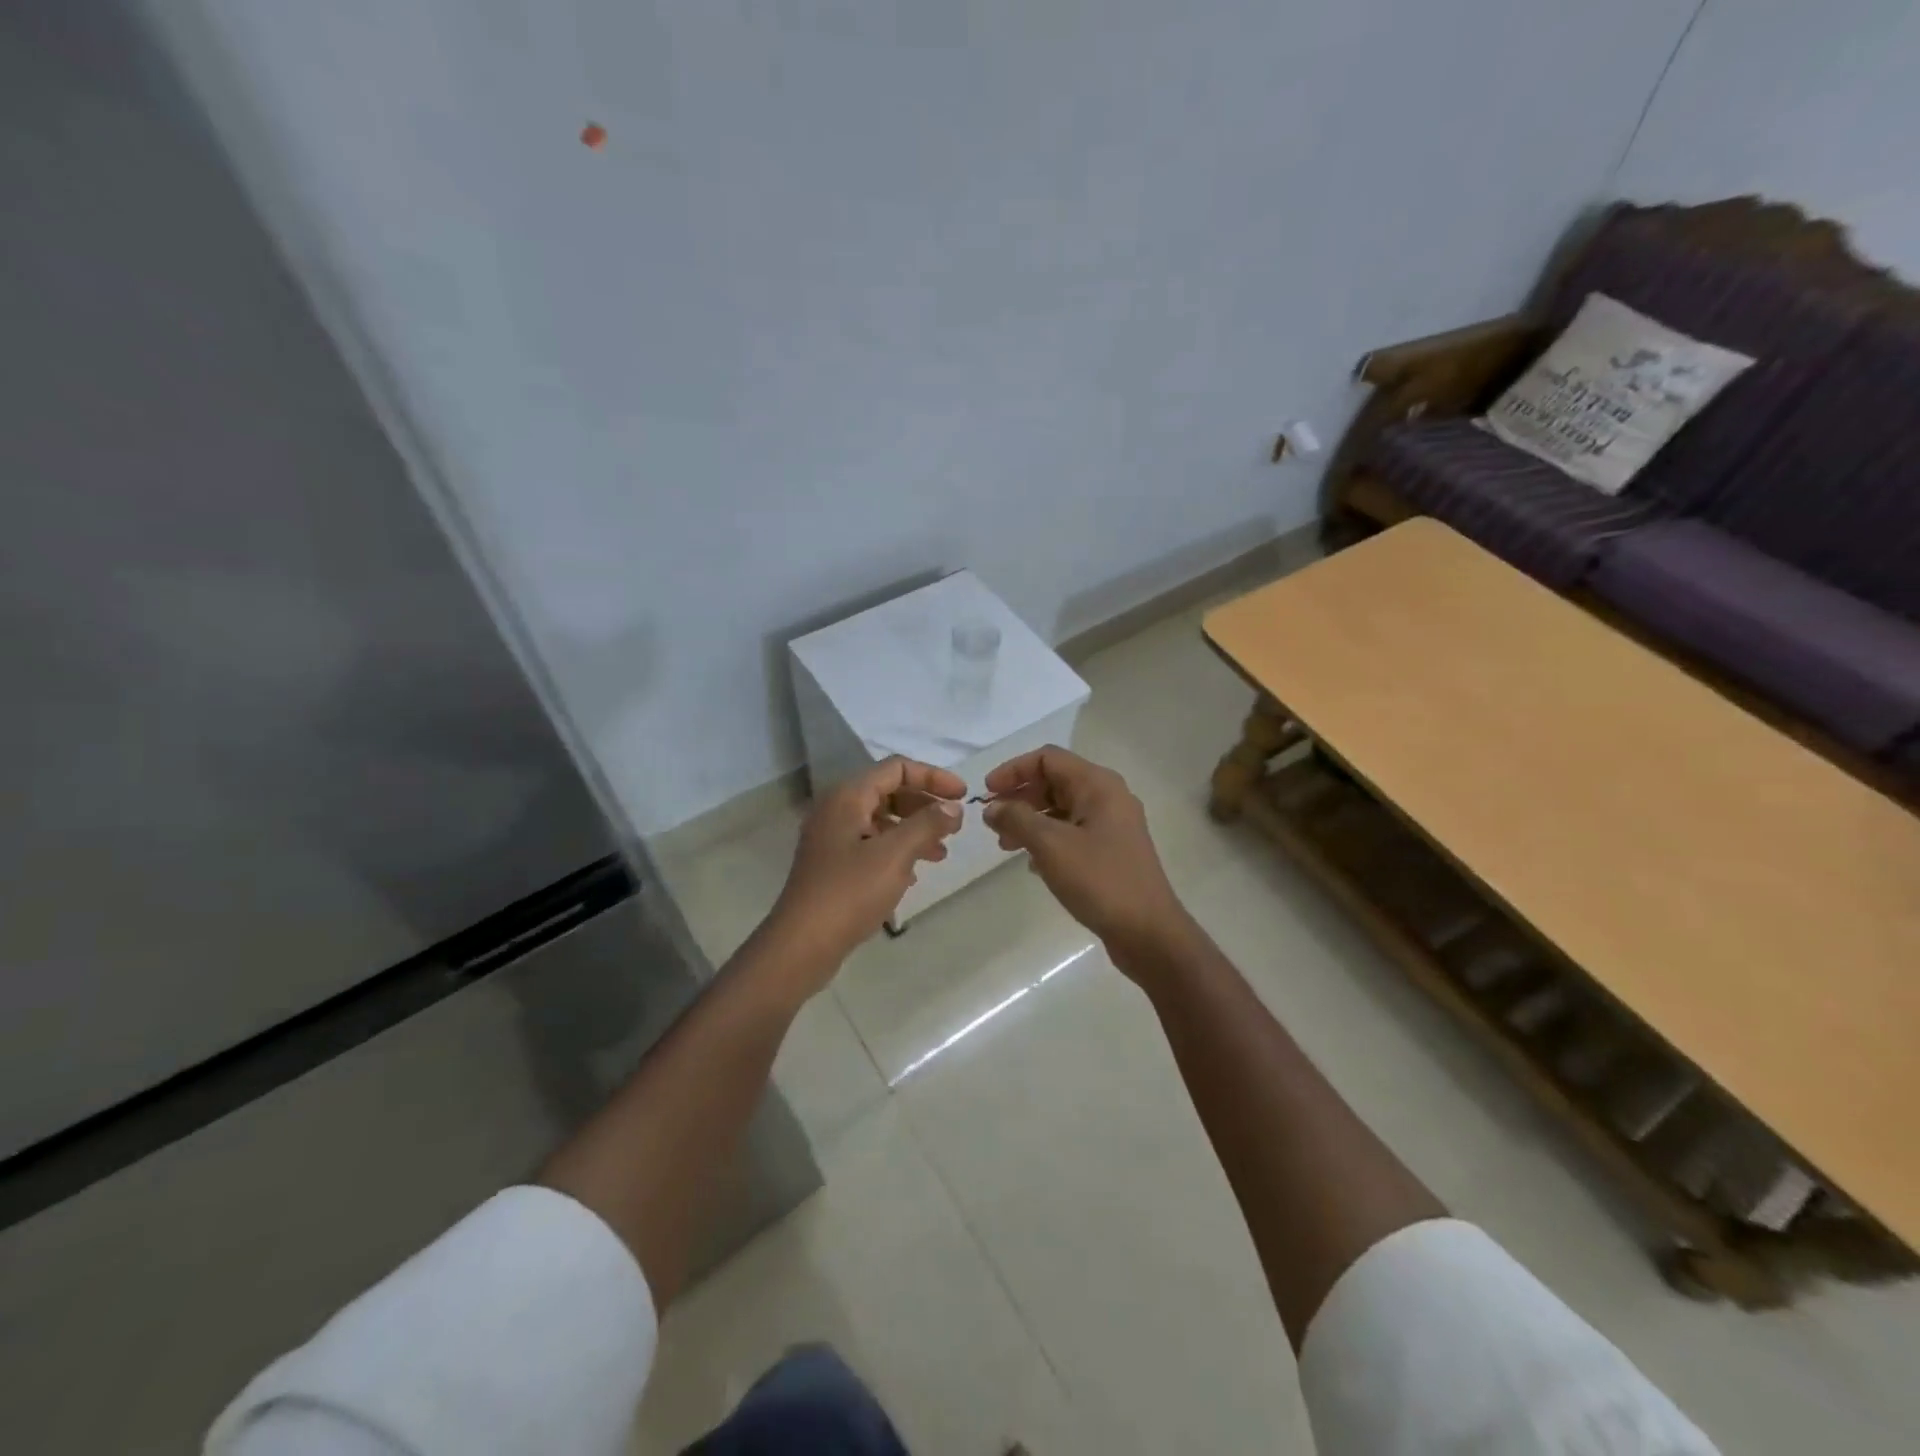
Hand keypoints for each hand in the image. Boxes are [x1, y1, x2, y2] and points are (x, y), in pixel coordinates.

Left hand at [765, 756, 965, 984]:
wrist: (802, 944)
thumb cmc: (849, 892)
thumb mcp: (895, 854)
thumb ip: (927, 824)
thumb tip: (953, 807)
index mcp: (848, 797)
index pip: (896, 768)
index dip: (933, 777)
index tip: (963, 795)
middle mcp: (837, 810)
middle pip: (889, 792)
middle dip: (924, 805)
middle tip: (954, 826)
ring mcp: (832, 839)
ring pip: (881, 821)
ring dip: (914, 831)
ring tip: (941, 854)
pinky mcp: (833, 866)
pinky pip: (871, 845)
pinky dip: (897, 851)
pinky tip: (914, 875)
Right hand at [982, 746, 1190, 970]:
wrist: (1148, 932)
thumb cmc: (1099, 880)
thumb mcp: (1050, 845)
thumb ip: (1017, 819)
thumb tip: (992, 807)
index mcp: (1098, 785)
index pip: (1047, 758)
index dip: (1013, 770)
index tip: (986, 793)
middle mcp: (1108, 797)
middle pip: (1054, 781)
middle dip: (1019, 798)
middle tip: (993, 823)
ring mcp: (1112, 825)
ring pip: (1062, 809)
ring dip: (1030, 821)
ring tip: (1006, 846)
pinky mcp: (1112, 851)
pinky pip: (1072, 832)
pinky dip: (1048, 840)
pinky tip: (1032, 864)